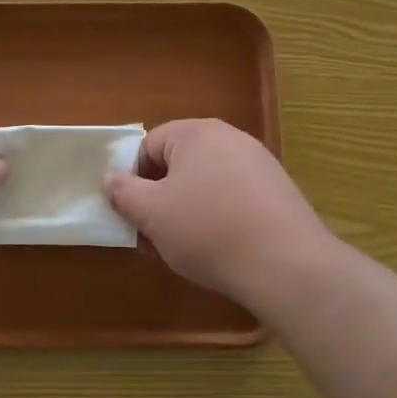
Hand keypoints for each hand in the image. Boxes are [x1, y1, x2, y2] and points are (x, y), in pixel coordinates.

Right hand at [105, 119, 337, 303]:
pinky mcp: (279, 191)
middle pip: (180, 163)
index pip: (149, 145)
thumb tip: (111, 177)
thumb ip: (124, 192)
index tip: (133, 213)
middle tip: (154, 234)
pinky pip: (234, 197)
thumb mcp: (152, 214)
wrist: (285, 264)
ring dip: (188, 210)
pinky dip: (219, 217)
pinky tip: (220, 249)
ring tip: (185, 248)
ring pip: (206, 182)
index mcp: (196, 133)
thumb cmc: (208, 230)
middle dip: (161, 197)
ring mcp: (259, 163)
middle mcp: (230, 138)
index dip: (134, 178)